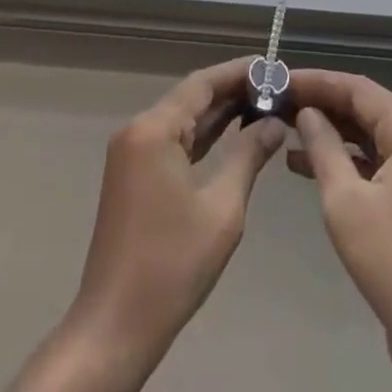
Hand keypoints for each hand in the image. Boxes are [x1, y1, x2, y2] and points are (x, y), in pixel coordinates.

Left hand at [0, 59, 285, 391]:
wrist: (115, 325)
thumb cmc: (172, 266)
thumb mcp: (222, 209)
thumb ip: (248, 156)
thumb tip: (274, 123)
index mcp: (154, 129)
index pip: (202, 83)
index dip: (238, 72)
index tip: (272, 66)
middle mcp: (138, 129)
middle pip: (190, 97)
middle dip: (232, 91)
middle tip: (275, 87)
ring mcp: (131, 152)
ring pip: (181, 118)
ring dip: (218, 113)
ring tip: (263, 105)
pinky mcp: (132, 174)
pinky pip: (172, 140)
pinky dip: (201, 136)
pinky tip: (231, 134)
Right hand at [290, 69, 391, 391]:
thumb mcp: (346, 202)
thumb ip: (323, 148)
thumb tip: (305, 112)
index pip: (359, 89)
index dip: (317, 81)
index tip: (278, 78)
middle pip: (366, 110)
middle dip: (321, 105)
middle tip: (277, 102)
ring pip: (369, 138)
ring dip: (329, 134)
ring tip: (283, 129)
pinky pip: (375, 167)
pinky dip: (344, 162)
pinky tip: (305, 167)